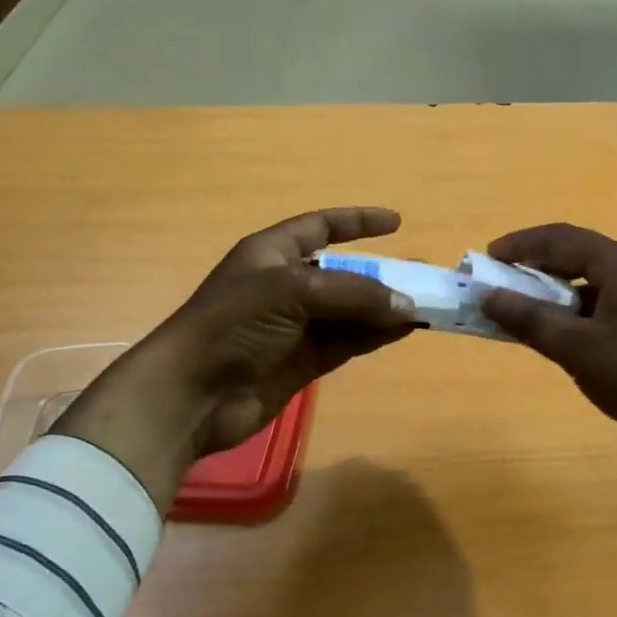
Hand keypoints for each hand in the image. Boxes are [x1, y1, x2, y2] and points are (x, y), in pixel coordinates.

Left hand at [51, 208, 418, 511]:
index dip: (357, 221)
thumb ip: (354, 293)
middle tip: (422, 276)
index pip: (321, 226)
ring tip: (424, 307)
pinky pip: (348, 341)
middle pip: (343, 272)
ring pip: (350, 310)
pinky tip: (403, 331)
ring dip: (384, 308)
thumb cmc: (234, 324)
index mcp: (273, 253)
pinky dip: (375, 335)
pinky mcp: (303, 361)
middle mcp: (286, 285)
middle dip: (382, 274)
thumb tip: (407, 306)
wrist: (192, 395)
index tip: (396, 222)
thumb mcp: (293, 291)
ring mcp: (295, 326)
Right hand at [480, 224, 616, 538]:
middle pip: (580, 258)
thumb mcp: (579, 349)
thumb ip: (532, 320)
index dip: (520, 245)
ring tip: (533, 320)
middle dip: (538, 271)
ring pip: (597, 287)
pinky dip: (584, 318)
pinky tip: (574, 345)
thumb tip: (490, 296)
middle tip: (505, 290)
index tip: (487, 260)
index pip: (561, 238)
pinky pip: (613, 309)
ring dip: (561, 298)